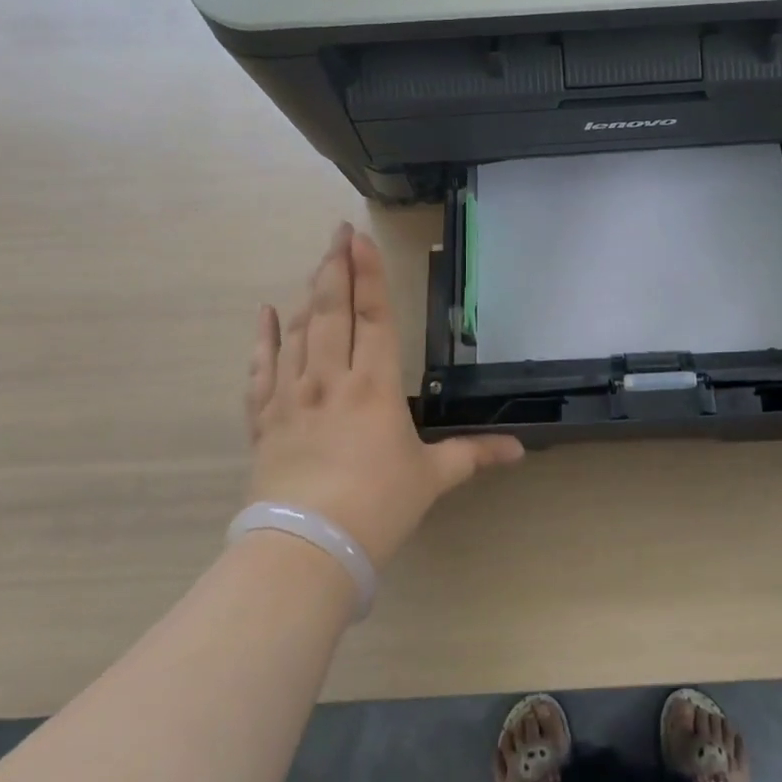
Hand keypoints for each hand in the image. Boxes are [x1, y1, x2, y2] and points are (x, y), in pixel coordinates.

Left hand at [245, 224, 523, 567]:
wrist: (306, 550)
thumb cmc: (377, 507)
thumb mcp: (431, 478)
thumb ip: (473, 455)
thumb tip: (520, 450)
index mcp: (375, 384)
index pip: (373, 315)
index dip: (367, 274)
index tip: (359, 238)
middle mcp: (331, 378)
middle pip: (332, 310)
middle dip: (336, 267)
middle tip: (337, 232)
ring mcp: (292, 395)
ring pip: (299, 331)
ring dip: (308, 293)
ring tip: (317, 263)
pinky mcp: (265, 419)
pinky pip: (261, 368)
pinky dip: (264, 339)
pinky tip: (266, 314)